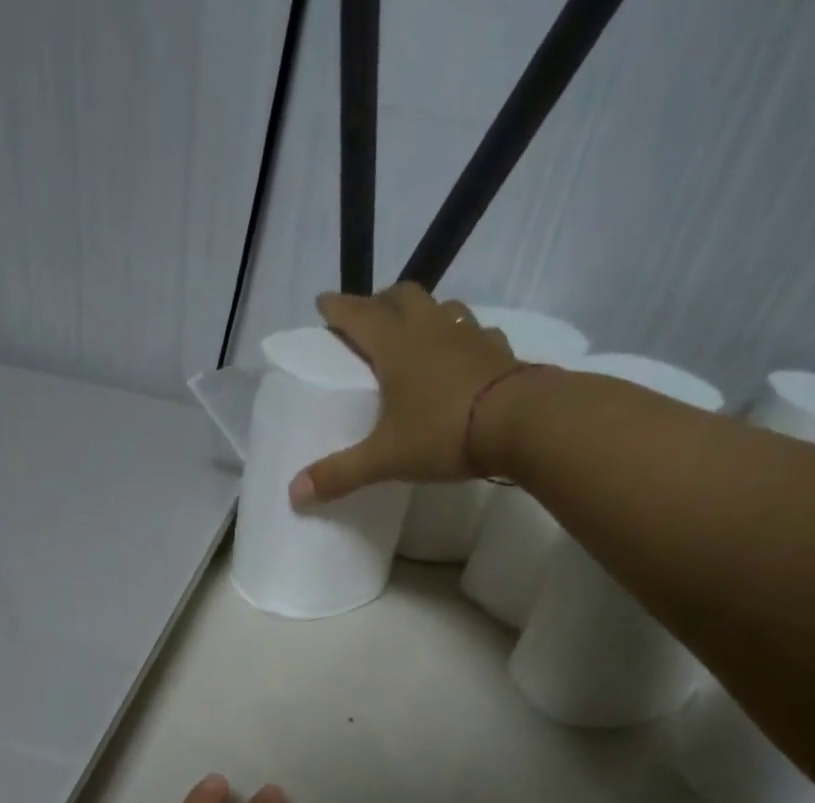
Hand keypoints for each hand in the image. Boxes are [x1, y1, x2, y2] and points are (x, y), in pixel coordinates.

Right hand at [293, 282, 519, 505]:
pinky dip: (464, 337)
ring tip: (416, 332)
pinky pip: (478, 332)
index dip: (338, 307)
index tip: (323, 303)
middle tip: (369, 317)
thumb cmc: (443, 433)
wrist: (521, 423)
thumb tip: (293, 495)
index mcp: (395, 346)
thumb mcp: (385, 459)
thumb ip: (340, 475)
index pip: (358, 314)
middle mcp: (430, 329)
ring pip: (443, 306)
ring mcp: (469, 335)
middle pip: (402, 295)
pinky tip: (464, 355)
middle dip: (381, 301)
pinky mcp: (500, 351)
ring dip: (425, 312)